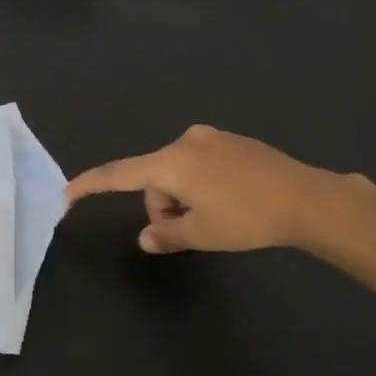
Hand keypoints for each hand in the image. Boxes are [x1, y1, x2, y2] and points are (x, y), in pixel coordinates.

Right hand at [64, 124, 341, 253]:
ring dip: (183, 197)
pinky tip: (231, 201)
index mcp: (171, 162)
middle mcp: (186, 141)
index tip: (68, 193)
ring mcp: (211, 137)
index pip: (120, 174)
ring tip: (217, 219)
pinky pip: (200, 164)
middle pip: (154, 178)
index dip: (92, 185)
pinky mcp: (232, 141)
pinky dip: (202, 185)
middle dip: (163, 206)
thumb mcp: (203, 233)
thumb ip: (167, 235)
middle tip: (191, 232)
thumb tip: (146, 238)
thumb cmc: (247, 217)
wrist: (307, 198)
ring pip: (178, 172)